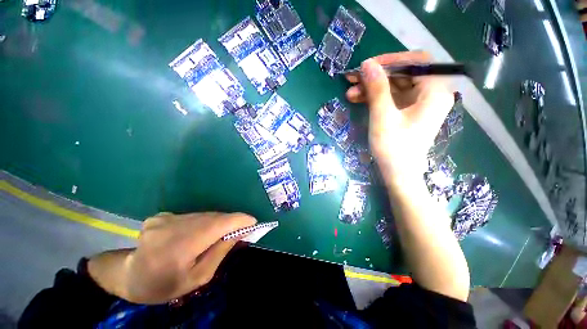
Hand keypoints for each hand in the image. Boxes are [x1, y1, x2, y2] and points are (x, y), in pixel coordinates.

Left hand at [88, 212, 255, 303]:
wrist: (130, 277)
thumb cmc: (165, 285)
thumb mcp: (198, 277)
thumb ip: (220, 251)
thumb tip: (240, 232)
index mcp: (178, 248)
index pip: (217, 225)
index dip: (238, 220)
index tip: (253, 222)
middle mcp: (170, 227)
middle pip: (212, 218)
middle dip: (231, 221)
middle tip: (242, 228)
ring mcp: (164, 218)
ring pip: (203, 215)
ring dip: (217, 222)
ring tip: (222, 232)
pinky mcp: (161, 215)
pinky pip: (192, 216)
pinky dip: (203, 222)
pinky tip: (199, 233)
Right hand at [345, 52, 453, 179]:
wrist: (398, 175)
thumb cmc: (394, 149)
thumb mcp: (383, 117)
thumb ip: (376, 89)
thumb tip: (367, 64)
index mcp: (434, 92)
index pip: (416, 62)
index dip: (391, 60)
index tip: (367, 65)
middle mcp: (430, 94)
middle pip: (403, 74)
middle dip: (376, 76)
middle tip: (353, 79)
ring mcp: (419, 104)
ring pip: (394, 86)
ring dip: (372, 88)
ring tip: (350, 93)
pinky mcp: (408, 112)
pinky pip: (391, 98)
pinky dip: (375, 98)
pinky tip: (358, 99)